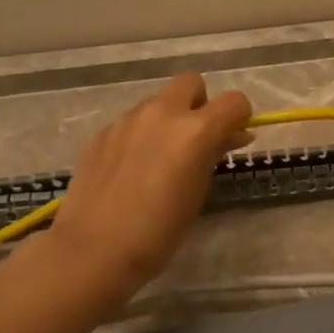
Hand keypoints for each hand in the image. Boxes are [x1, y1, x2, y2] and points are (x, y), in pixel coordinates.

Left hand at [43, 72, 253, 300]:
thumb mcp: (199, 192)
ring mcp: (128, 120)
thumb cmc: (160, 231)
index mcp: (195, 130)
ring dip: (168, 119)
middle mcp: (162, 114)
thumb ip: (215, 155)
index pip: (234, 101)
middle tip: (196, 139)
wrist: (94, 249)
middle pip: (191, 83)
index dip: (239, 117)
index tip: (234, 138)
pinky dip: (141, 135)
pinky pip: (132, 122)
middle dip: (200, 104)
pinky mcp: (103, 133)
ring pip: (158, 102)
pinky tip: (132, 169)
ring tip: (161, 159)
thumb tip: (231, 136)